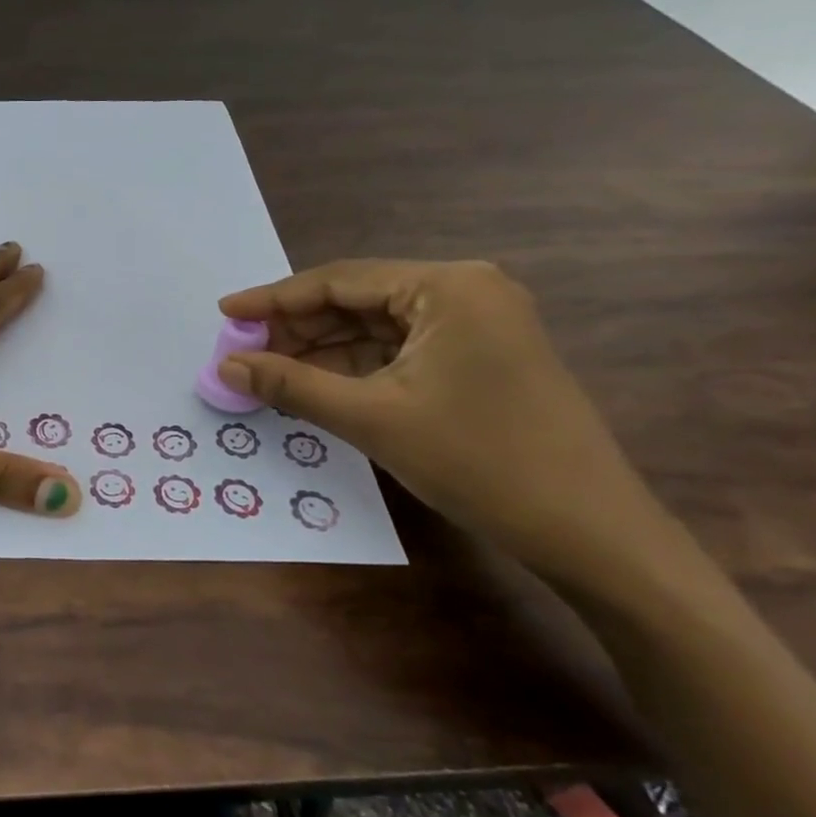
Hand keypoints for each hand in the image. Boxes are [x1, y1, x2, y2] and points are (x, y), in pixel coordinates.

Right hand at [217, 260, 690, 589]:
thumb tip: (224, 365)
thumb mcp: (372, 418)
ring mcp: (478, 325)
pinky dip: (355, 367)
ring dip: (322, 349)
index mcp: (447, 286)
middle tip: (241, 352)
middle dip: (296, 328)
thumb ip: (291, 384)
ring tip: (267, 371)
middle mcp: (465, 291)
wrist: (592, 535)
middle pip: (357, 300)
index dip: (273, 299)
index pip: (338, 281)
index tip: (223, 313)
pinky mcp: (480, 358)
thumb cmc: (480, 462)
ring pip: (375, 327)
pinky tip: (316, 385)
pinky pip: (400, 350)